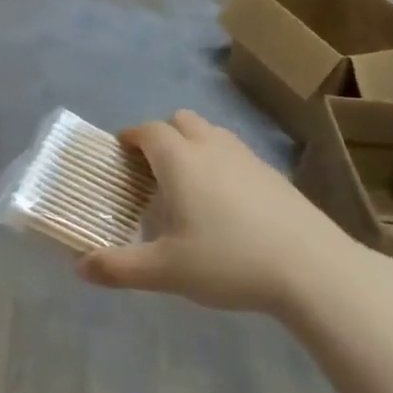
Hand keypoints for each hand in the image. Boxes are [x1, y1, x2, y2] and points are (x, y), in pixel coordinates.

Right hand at [77, 109, 378, 316]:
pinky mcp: (274, 174)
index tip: (118, 154)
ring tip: (186, 183)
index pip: (148, 131)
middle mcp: (212, 148)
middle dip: (161, 135)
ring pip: (212, 133)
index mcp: (181, 161)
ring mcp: (248, 158)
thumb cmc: (229, 262)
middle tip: (150, 170)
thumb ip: (119, 268)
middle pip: (181, 121)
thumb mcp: (165, 271)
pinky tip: (225, 202)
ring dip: (192, 145)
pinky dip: (220, 162)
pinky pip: (236, 153)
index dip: (130, 137)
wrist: (312, 269)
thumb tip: (80, 267)